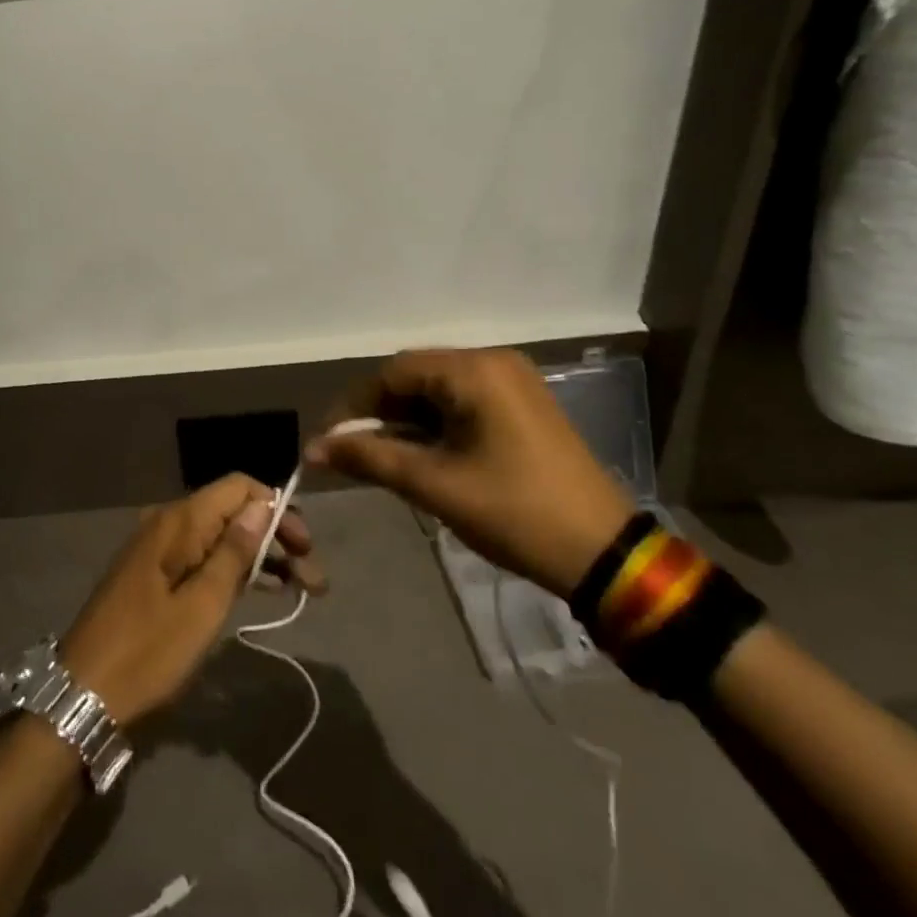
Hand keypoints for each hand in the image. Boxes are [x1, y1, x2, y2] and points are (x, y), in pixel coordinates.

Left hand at [61, 474, 322, 725]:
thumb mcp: (202, 606)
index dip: (276, 508)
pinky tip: (261, 590)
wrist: (83, 695)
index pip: (238, 487)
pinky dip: (233, 571)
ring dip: (261, 558)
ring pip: (220, 537)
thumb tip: (262, 504)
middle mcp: (167, 523)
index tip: (304, 546)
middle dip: (276, 538)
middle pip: (232, 512)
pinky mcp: (154, 575)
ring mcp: (158, 550)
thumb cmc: (147, 652)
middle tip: (314, 579)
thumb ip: (234, 552)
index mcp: (178, 522)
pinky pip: (202, 558)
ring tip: (302, 589)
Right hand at [307, 349, 637, 597]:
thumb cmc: (514, 512)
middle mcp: (494, 363)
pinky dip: (436, 427)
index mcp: (475, 370)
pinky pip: (464, 404)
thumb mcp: (434, 485)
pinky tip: (422, 457)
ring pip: (438, 392)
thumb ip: (369, 458)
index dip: (355, 406)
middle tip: (353, 455)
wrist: (604, 554)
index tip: (331, 442)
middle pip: (416, 378)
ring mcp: (514, 384)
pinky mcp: (524, 407)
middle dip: (380, 415)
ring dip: (406, 423)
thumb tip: (313, 448)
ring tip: (383, 461)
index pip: (394, 372)